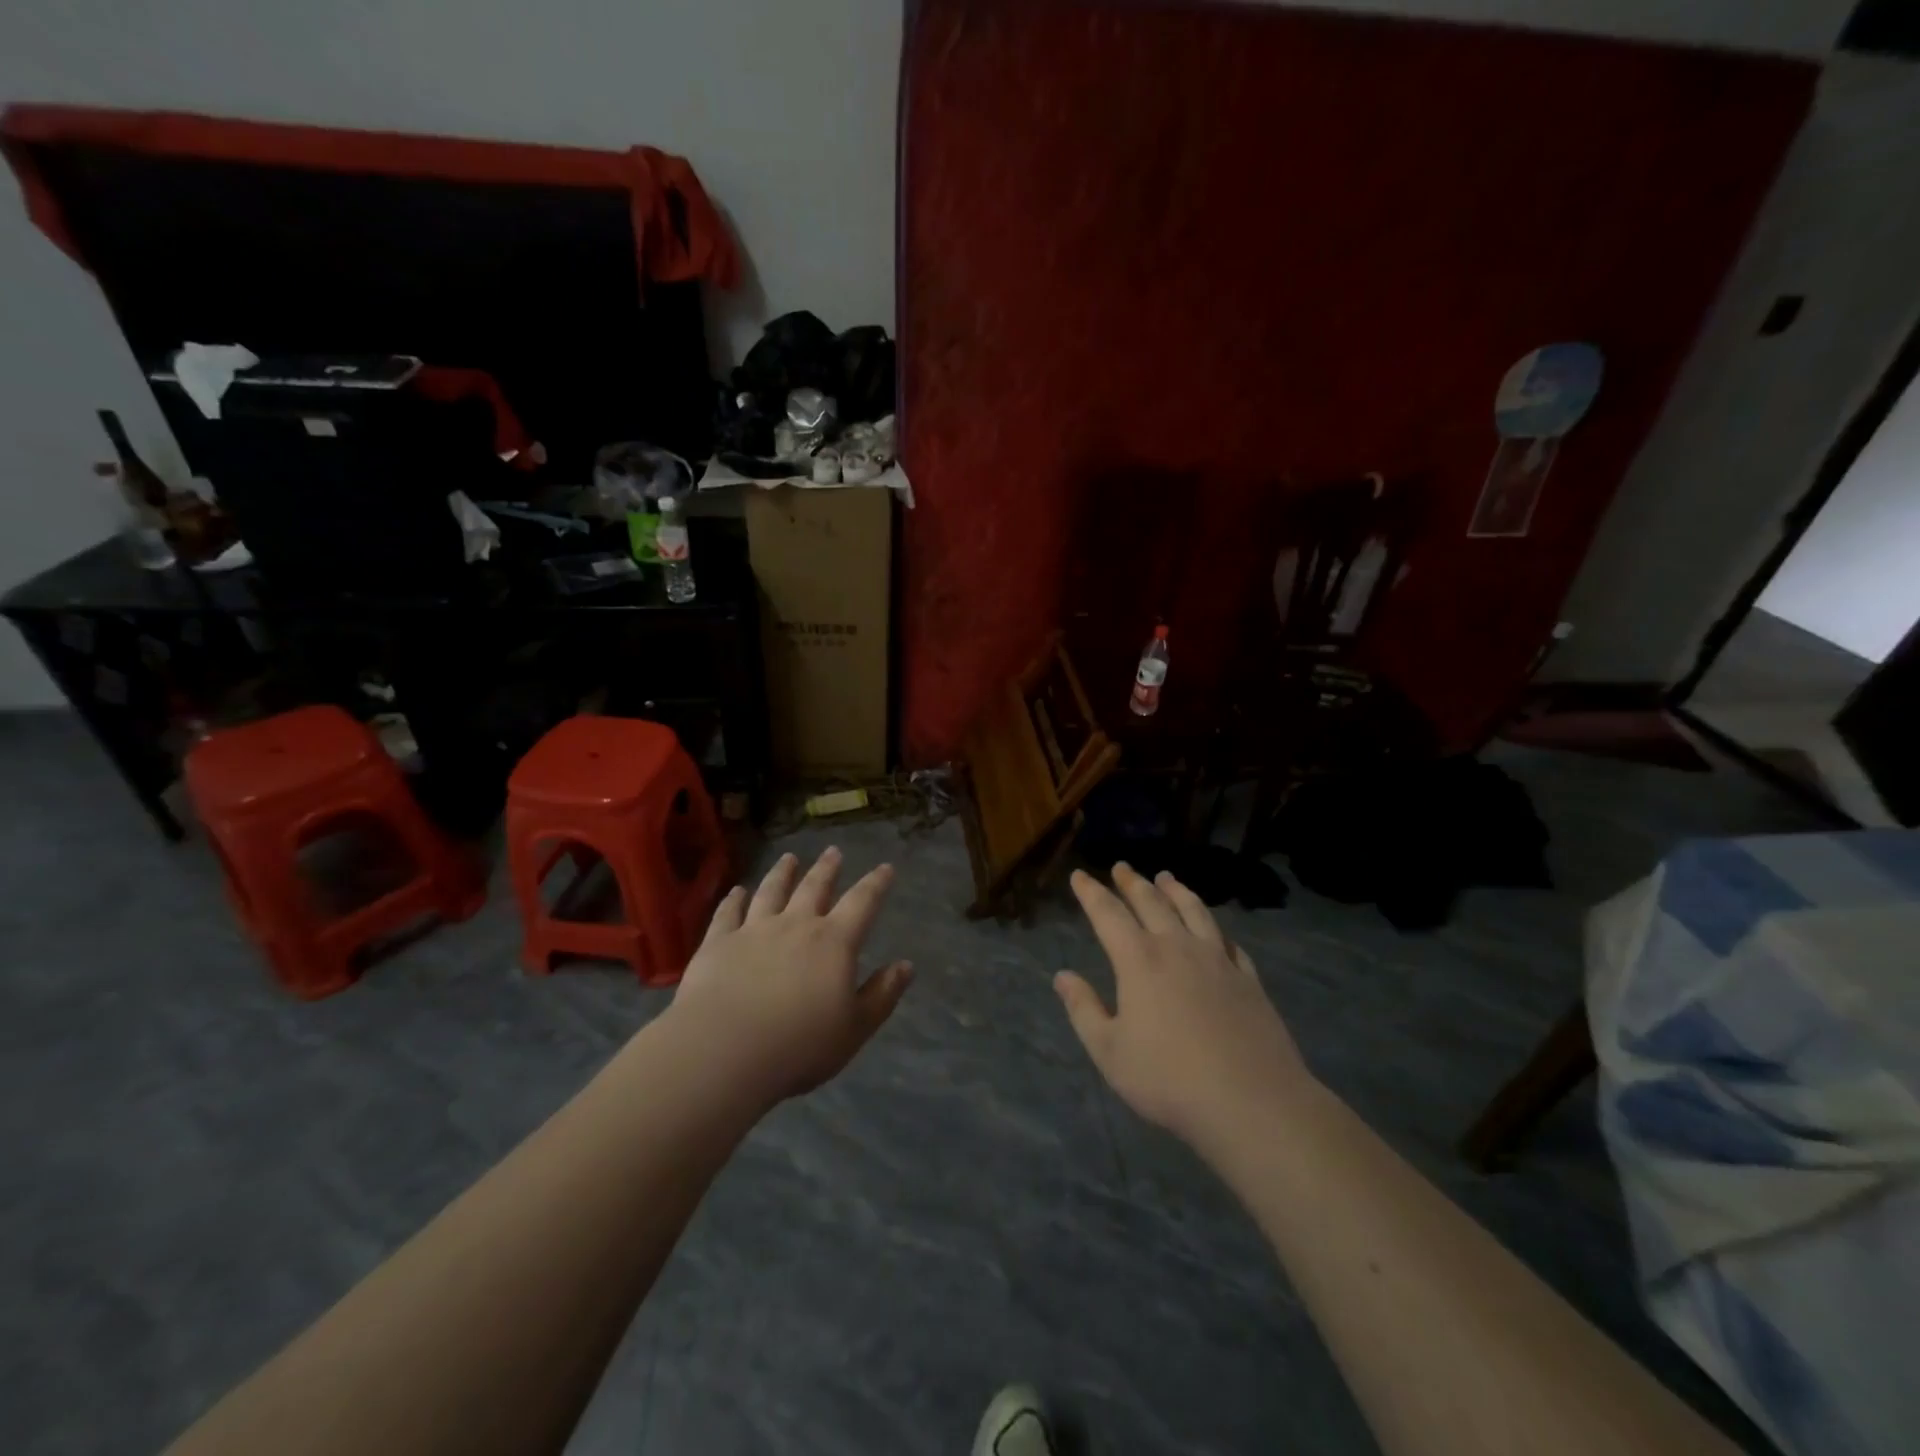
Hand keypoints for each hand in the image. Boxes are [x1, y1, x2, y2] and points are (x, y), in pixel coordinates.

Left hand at [669, 847, 912, 1102]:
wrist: (724, 1050)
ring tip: (789, 858)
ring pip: (771, 892)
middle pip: (814, 888)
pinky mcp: (718, 943)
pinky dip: (733, 900)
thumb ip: (882, 994)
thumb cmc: (800, 1045)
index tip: (885, 868)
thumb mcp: (855, 1027)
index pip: (862, 903)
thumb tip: (906, 965)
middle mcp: (795, 925)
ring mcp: (753, 930)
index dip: (876, 884)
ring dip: (782, 873)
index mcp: (834, 942)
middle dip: (827, 868)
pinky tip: (736, 891)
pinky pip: (728, 913)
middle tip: (833, 851)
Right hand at [1056, 864, 1313, 1149]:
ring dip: (1176, 890)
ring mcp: (1218, 960)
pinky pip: (1228, 941)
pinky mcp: (1248, 979)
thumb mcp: (1110, 1051)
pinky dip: (1215, 928)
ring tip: (1166, 877)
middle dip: (1132, 883)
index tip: (1080, 875)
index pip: (1108, 914)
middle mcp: (1177, 948)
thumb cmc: (1169, 1078)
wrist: (1251, 1101)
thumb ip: (1084, 1010)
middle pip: (1152, 903)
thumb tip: (1063, 976)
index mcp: (1139, 960)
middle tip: (1122, 867)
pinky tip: (1214, 930)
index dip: (1091, 893)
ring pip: (1194, 911)